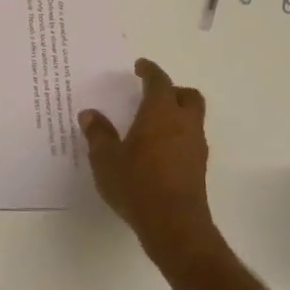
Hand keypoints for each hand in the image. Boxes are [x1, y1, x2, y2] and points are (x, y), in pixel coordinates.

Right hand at [79, 58, 223, 267]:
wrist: (173, 224)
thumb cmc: (137, 184)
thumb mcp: (106, 159)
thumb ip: (98, 134)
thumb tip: (90, 114)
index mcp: (160, 113)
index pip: (159, 82)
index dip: (150, 71)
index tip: (140, 66)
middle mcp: (184, 123)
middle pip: (187, 95)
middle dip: (172, 90)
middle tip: (152, 93)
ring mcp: (196, 146)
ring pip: (193, 117)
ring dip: (177, 113)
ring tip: (152, 122)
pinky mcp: (198, 167)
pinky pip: (190, 138)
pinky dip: (177, 134)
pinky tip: (158, 149)